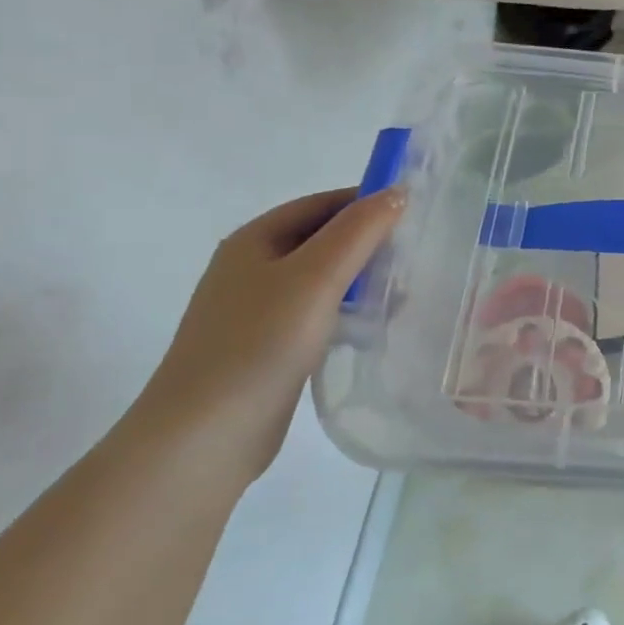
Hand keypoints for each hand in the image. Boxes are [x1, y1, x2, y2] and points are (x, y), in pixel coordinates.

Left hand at [133, 188, 405, 482]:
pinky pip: (318, 310)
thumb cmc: (261, 342)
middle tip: (417, 254)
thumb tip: (397, 191)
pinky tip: (374, 324)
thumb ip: (359, 231)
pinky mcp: (268, 344)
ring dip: (364, 277)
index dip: (368, 202)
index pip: (322, 203)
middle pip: (323, 238)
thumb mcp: (316, 276)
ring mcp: (257, 308)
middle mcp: (252, 267)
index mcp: (254, 240)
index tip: (416, 214)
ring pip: (323, 277)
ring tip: (405, 291)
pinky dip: (349, 308)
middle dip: (370, 242)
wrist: (206, 433)